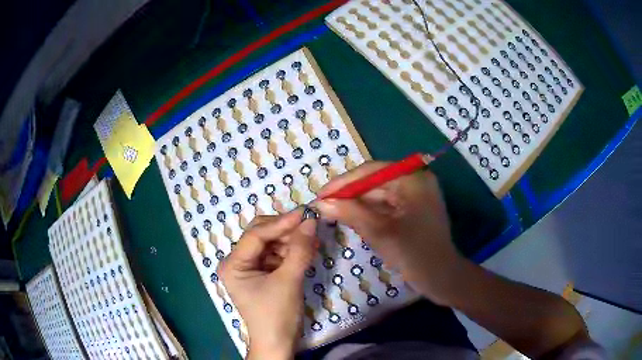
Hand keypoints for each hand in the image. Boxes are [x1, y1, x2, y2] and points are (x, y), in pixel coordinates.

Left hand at [218, 209, 316, 359]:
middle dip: (285, 231)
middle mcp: (237, 262)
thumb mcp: (289, 281)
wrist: (279, 343)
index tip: (305, 213)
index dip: (281, 222)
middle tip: (310, 227)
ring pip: (271, 243)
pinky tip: (307, 250)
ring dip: (291, 240)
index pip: (256, 235)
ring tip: (312, 241)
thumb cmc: (277, 315)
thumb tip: (311, 221)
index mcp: (233, 264)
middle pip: (261, 235)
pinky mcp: (262, 274)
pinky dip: (291, 251)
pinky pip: (277, 255)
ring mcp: (250, 268)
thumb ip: (299, 250)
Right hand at [314, 161, 464, 305]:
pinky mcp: (412, 208)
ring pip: (378, 194)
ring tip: (331, 211)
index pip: (372, 171)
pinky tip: (350, 217)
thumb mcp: (380, 232)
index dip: (344, 182)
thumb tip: (320, 203)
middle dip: (349, 194)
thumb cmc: (415, 254)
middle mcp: (415, 181)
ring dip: (356, 203)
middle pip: (374, 181)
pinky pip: (385, 204)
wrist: (441, 278)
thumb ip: (350, 213)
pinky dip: (368, 211)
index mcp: (413, 180)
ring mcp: (415, 195)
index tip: (321, 195)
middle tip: (323, 205)